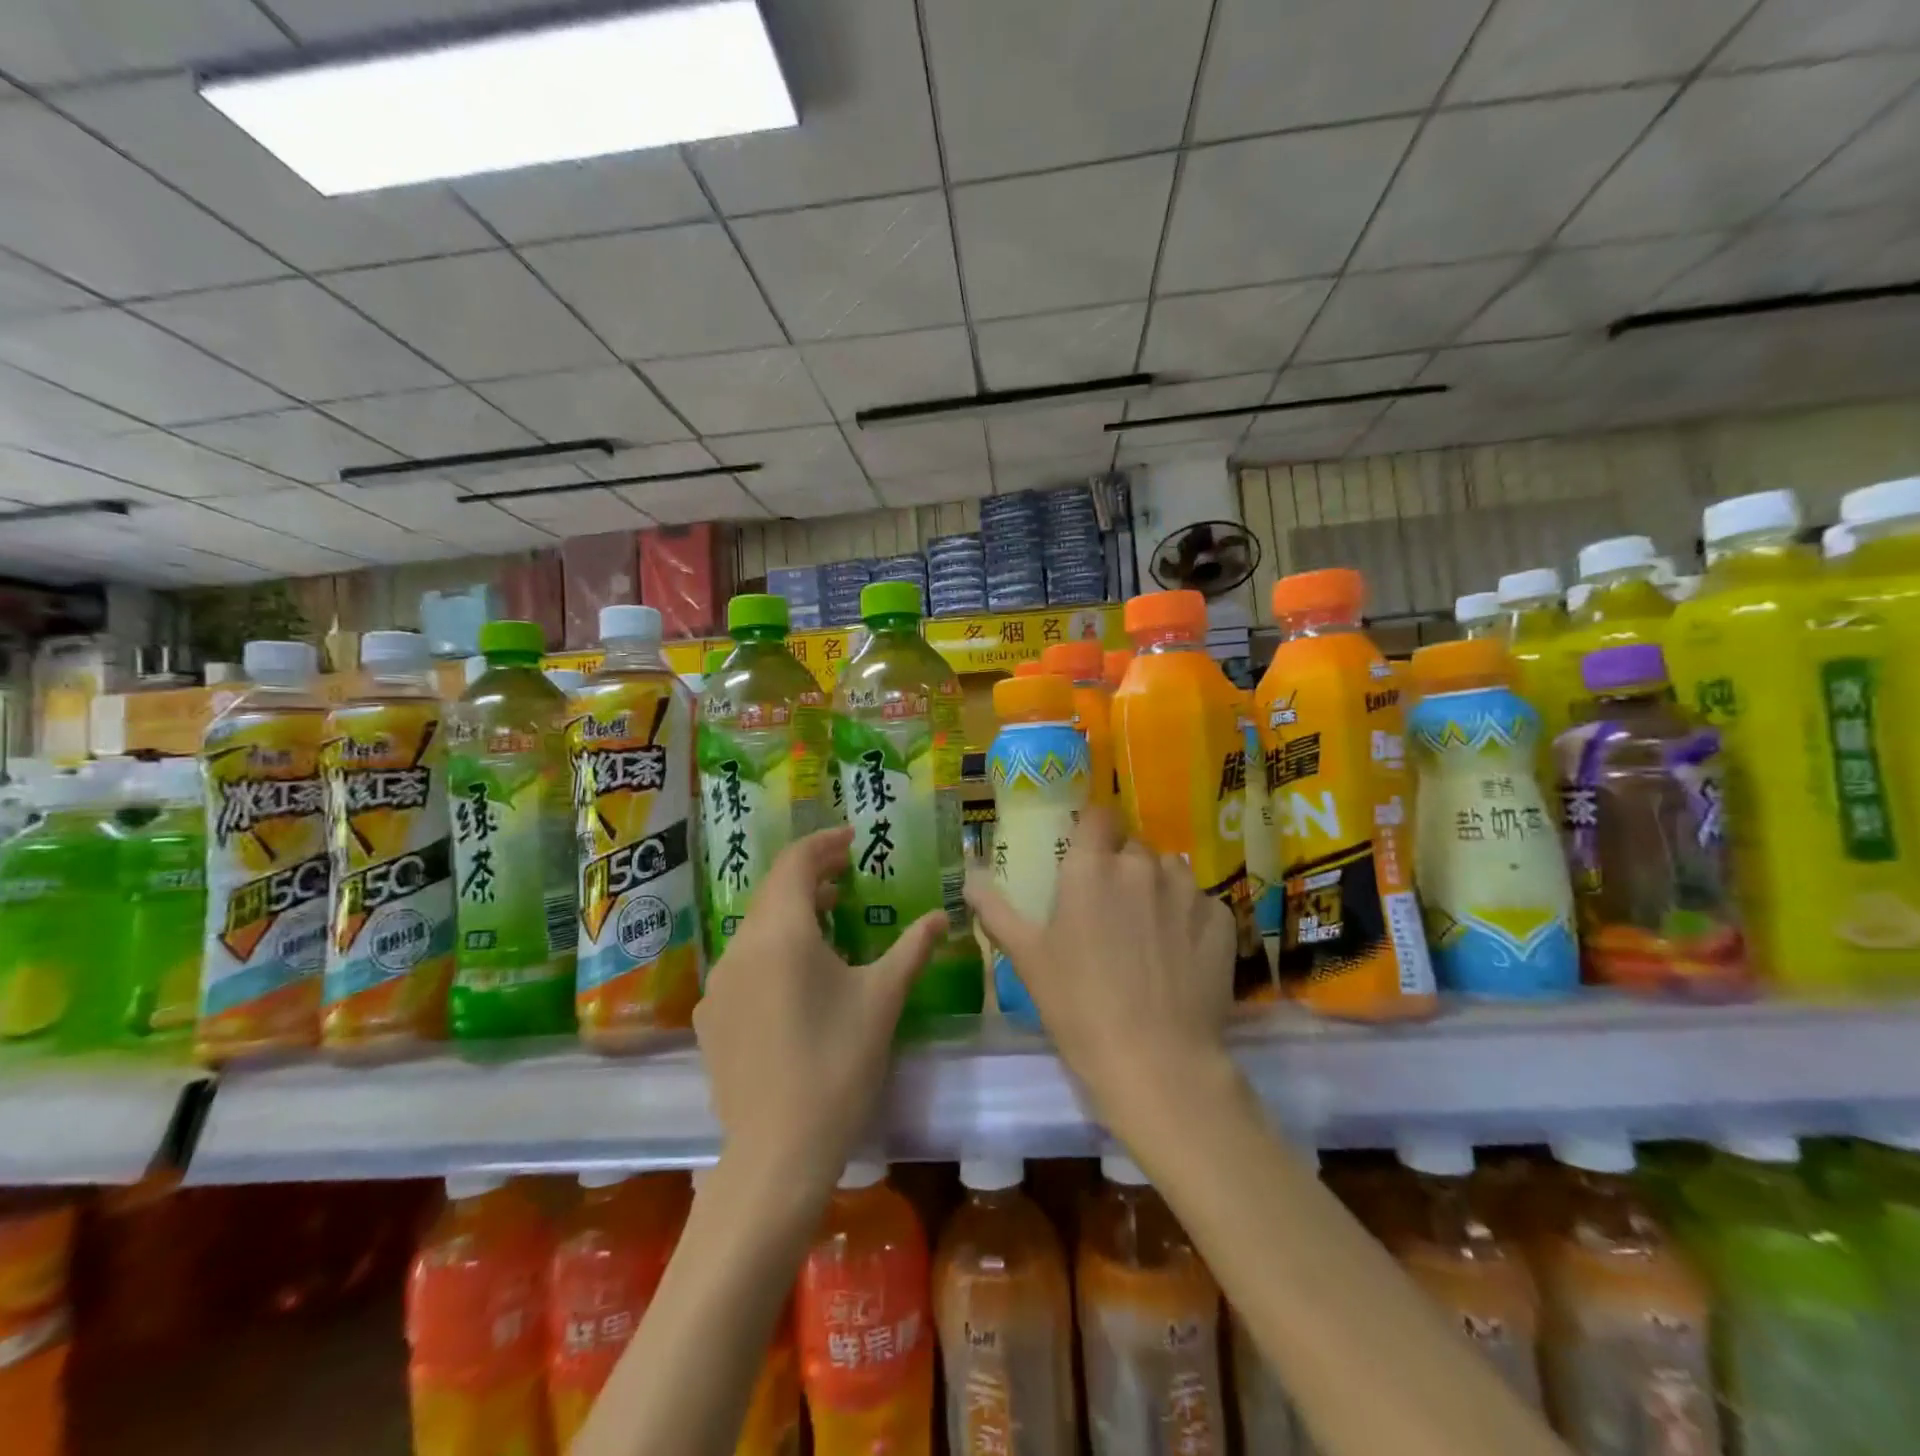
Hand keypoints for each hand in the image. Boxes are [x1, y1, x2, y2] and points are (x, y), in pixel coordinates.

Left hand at [695, 827, 943, 1188]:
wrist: (778, 1152)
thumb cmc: (838, 1064)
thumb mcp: (882, 1000)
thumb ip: (912, 949)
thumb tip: (941, 917)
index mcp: (781, 933)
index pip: (795, 863)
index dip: (823, 843)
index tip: (852, 838)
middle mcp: (740, 947)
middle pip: (773, 892)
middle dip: (809, 875)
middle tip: (845, 875)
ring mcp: (718, 984)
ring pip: (756, 928)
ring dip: (791, 913)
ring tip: (827, 919)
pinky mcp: (710, 1017)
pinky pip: (742, 964)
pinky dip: (771, 950)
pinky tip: (797, 977)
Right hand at [965, 807, 1237, 1137]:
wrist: (1156, 1061)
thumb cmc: (1078, 1005)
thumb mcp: (1028, 958)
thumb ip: (996, 911)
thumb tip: (969, 879)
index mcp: (1091, 868)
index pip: (1098, 815)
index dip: (1093, 829)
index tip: (1087, 852)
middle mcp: (1141, 866)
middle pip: (1133, 846)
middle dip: (1122, 865)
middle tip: (1111, 907)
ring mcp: (1186, 891)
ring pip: (1170, 870)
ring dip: (1158, 887)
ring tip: (1149, 929)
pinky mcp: (1220, 920)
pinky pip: (1201, 903)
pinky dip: (1190, 917)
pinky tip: (1181, 953)